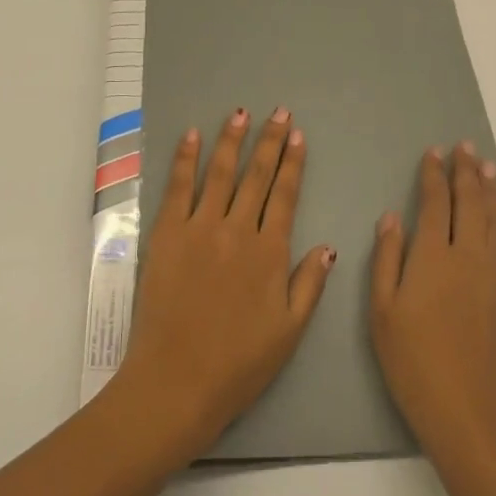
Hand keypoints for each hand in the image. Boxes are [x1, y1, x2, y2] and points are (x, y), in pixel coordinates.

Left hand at [115, 108, 335, 461]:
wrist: (176, 383)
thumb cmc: (238, 364)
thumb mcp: (289, 332)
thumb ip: (310, 285)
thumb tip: (328, 246)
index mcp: (269, 252)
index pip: (285, 195)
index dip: (292, 163)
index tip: (298, 135)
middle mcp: (237, 230)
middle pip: (257, 176)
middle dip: (269, 141)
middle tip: (279, 112)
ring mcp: (199, 229)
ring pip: (220, 173)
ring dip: (231, 140)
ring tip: (241, 113)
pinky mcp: (167, 235)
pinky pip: (178, 188)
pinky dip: (185, 159)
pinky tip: (191, 136)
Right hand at [370, 143, 495, 455]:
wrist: (469, 411)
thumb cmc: (413, 363)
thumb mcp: (383, 312)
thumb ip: (387, 258)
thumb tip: (393, 216)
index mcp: (433, 257)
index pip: (436, 203)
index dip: (434, 175)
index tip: (433, 153)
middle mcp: (468, 255)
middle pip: (470, 202)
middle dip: (466, 171)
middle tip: (465, 147)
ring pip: (495, 219)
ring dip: (491, 189)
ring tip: (488, 165)